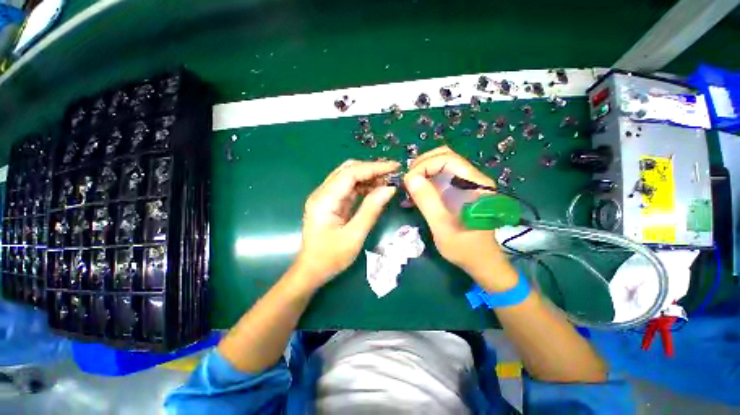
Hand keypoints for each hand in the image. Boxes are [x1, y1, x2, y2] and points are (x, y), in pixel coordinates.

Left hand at [294, 159, 399, 288]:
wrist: (311, 270)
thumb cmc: (330, 257)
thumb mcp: (354, 235)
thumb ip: (371, 210)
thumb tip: (390, 188)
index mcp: (325, 199)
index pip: (351, 173)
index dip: (374, 167)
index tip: (394, 167)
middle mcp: (322, 193)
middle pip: (348, 170)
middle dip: (371, 169)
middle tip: (392, 174)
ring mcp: (325, 197)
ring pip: (348, 177)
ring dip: (368, 177)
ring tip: (387, 182)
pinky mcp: (330, 203)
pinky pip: (348, 188)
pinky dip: (363, 186)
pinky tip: (376, 190)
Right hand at [403, 147, 516, 290]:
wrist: (481, 261)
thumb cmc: (464, 247)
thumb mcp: (442, 226)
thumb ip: (427, 201)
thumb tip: (410, 177)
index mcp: (474, 184)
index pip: (447, 159)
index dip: (425, 165)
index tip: (409, 182)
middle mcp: (473, 178)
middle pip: (445, 157)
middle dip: (422, 165)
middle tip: (408, 181)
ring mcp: (466, 184)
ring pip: (441, 165)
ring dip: (422, 172)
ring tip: (409, 188)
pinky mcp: (460, 191)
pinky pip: (440, 177)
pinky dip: (425, 181)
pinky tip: (415, 194)